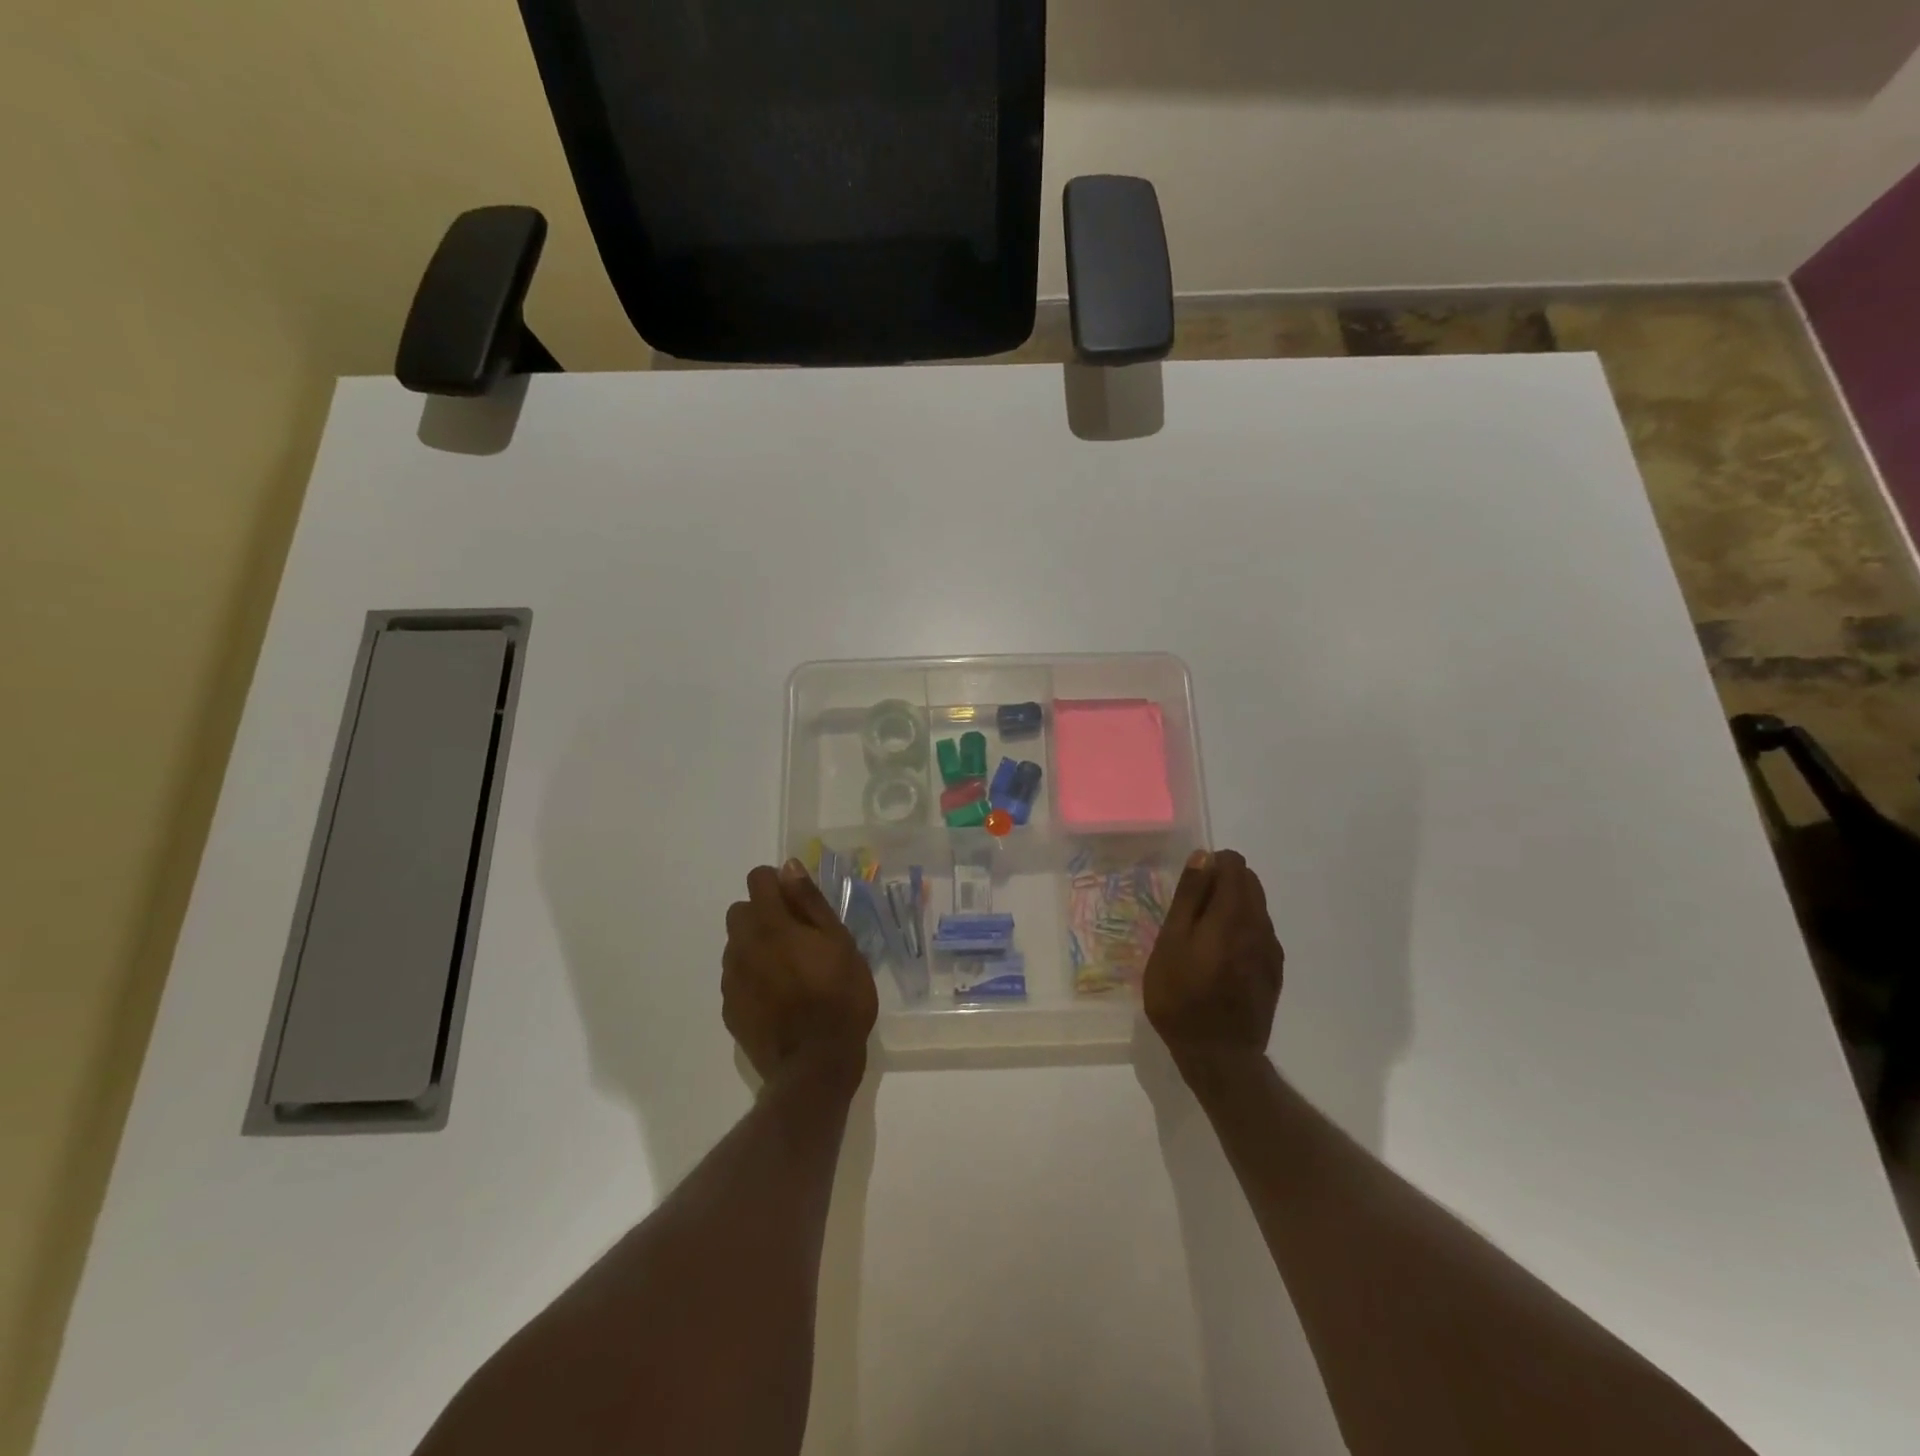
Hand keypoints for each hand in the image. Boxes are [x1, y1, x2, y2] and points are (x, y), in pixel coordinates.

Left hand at [723, 860, 878, 1087]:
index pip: (757, 879)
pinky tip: (777, 996)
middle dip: (763, 913)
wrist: (815, 1064)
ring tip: (787, 969)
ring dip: (755, 945)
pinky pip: (735, 977)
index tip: (799, 902)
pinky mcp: (729, 1008)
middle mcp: (743, 945)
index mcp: (772, 924)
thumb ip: (810, 902)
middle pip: (740, 910)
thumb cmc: (840, 997)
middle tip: (796, 936)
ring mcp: (732, 979)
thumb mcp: (840, 942)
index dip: (778, 883)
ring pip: (736, 944)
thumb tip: (789, 867)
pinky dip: (752, 976)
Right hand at [1142, 850, 1283, 1068]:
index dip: (1211, 867)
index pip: (1235, 865)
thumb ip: (1190, 897)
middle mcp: (1260, 926)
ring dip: (1232, 909)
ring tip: (1201, 939)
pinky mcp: (1274, 972)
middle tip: (1190, 915)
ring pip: (1256, 908)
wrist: (1219, 1056)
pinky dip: (1241, 932)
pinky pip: (1259, 934)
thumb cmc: (1181, 996)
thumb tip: (1204, 857)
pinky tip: (1219, 960)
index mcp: (1234, 914)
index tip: (1189, 890)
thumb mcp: (1172, 942)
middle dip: (1222, 885)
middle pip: (1249, 883)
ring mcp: (1271, 951)